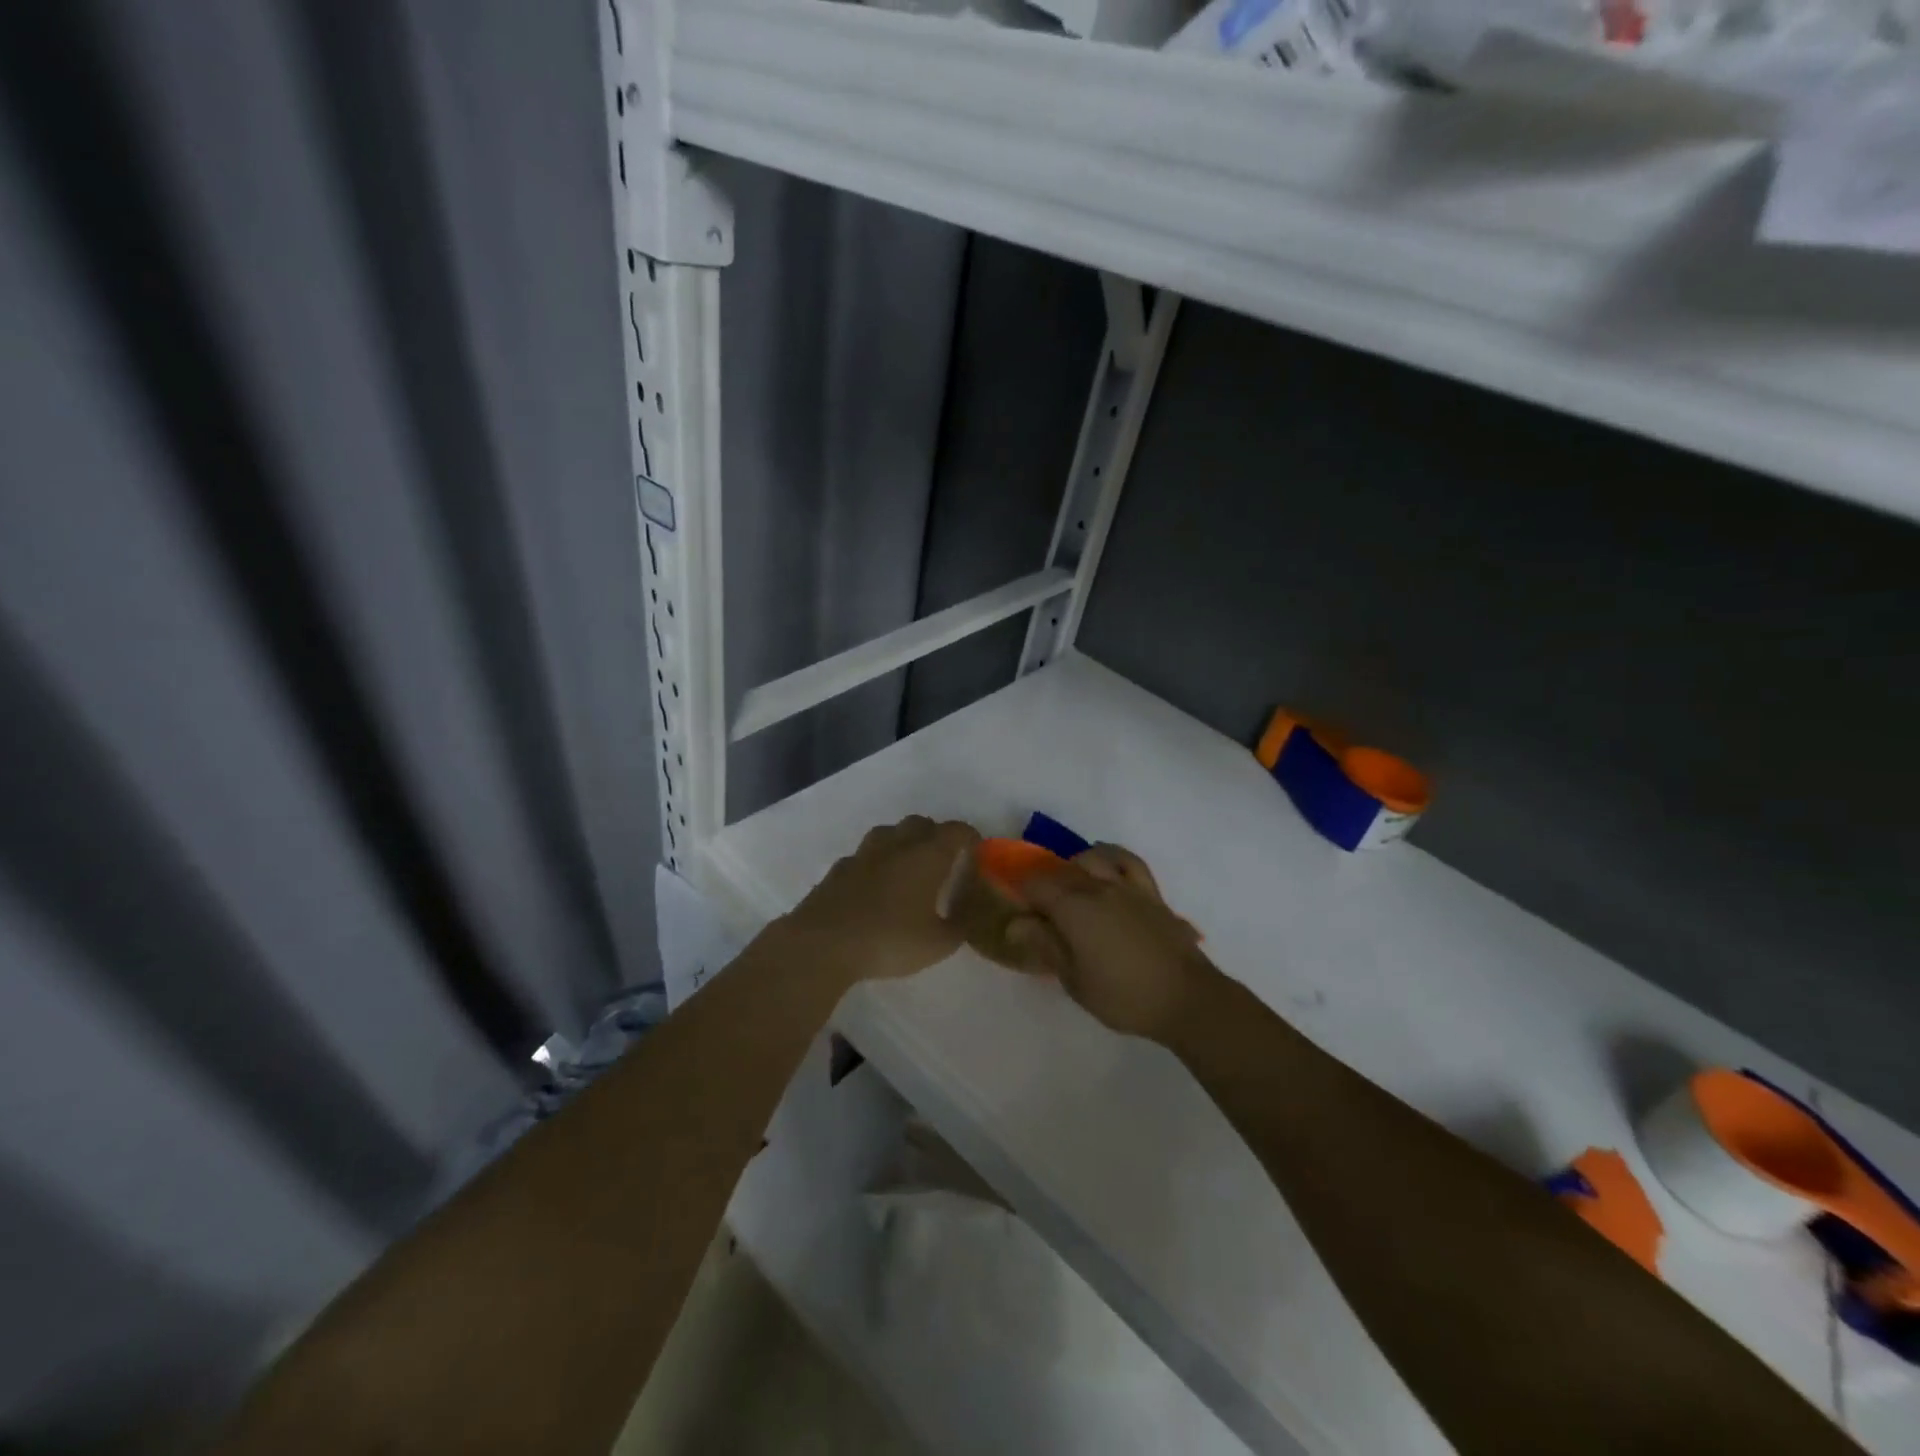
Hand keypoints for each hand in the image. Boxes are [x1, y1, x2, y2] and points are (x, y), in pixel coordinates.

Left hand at [775, 815, 980, 987]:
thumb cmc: (889, 940)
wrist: (823, 943)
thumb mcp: (938, 944)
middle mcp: (896, 845)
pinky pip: (863, 856)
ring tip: (908, 867)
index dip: (970, 837)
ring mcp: (863, 854)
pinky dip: (875, 863)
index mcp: (927, 856)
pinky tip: (874, 885)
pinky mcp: (838, 870)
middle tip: (943, 859)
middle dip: (935, 835)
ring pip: (888, 833)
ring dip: (902, 842)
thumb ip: (958, 928)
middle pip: (920, 824)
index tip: (977, 851)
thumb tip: (965, 917)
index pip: (956, 831)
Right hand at [1015, 844, 1217, 1042]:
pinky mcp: (1151, 892)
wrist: (1186, 998)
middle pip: (1060, 869)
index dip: (1020, 892)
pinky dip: (1111, 857)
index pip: (1035, 883)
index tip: (1017, 910)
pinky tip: (1106, 868)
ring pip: (1093, 858)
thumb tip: (1015, 924)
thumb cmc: (1123, 996)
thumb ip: (1046, 945)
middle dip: (1043, 882)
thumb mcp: (1074, 980)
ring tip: (1071, 887)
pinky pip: (1128, 861)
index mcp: (1074, 908)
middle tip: (1038, 909)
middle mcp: (1097, 886)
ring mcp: (1127, 886)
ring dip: (1074, 867)